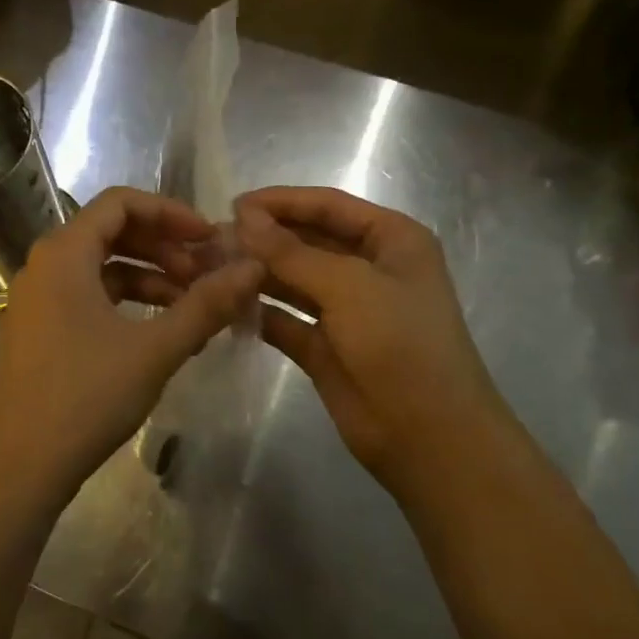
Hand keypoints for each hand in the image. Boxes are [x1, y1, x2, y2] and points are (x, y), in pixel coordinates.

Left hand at [0, 187, 264, 514]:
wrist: (20, 467)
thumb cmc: (86, 396)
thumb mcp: (155, 348)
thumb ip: (207, 304)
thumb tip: (253, 267)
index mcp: (64, 253)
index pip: (121, 203)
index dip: (171, 213)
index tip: (210, 238)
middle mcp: (44, 265)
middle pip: (112, 232)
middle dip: (165, 247)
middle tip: (207, 273)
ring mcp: (38, 299)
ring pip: (103, 268)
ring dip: (151, 278)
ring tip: (194, 306)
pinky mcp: (40, 329)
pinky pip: (89, 297)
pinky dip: (128, 304)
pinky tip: (162, 331)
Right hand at [236, 186, 507, 502]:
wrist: (428, 436)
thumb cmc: (400, 344)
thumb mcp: (348, 286)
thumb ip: (291, 252)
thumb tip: (242, 218)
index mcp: (391, 240)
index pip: (328, 206)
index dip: (281, 202)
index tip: (232, 205)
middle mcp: (369, 268)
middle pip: (308, 240)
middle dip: (264, 238)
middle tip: (212, 240)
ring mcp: (346, 310)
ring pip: (293, 280)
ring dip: (257, 273)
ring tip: (210, 268)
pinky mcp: (325, 347)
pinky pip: (286, 319)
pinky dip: (259, 312)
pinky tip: (225, 305)